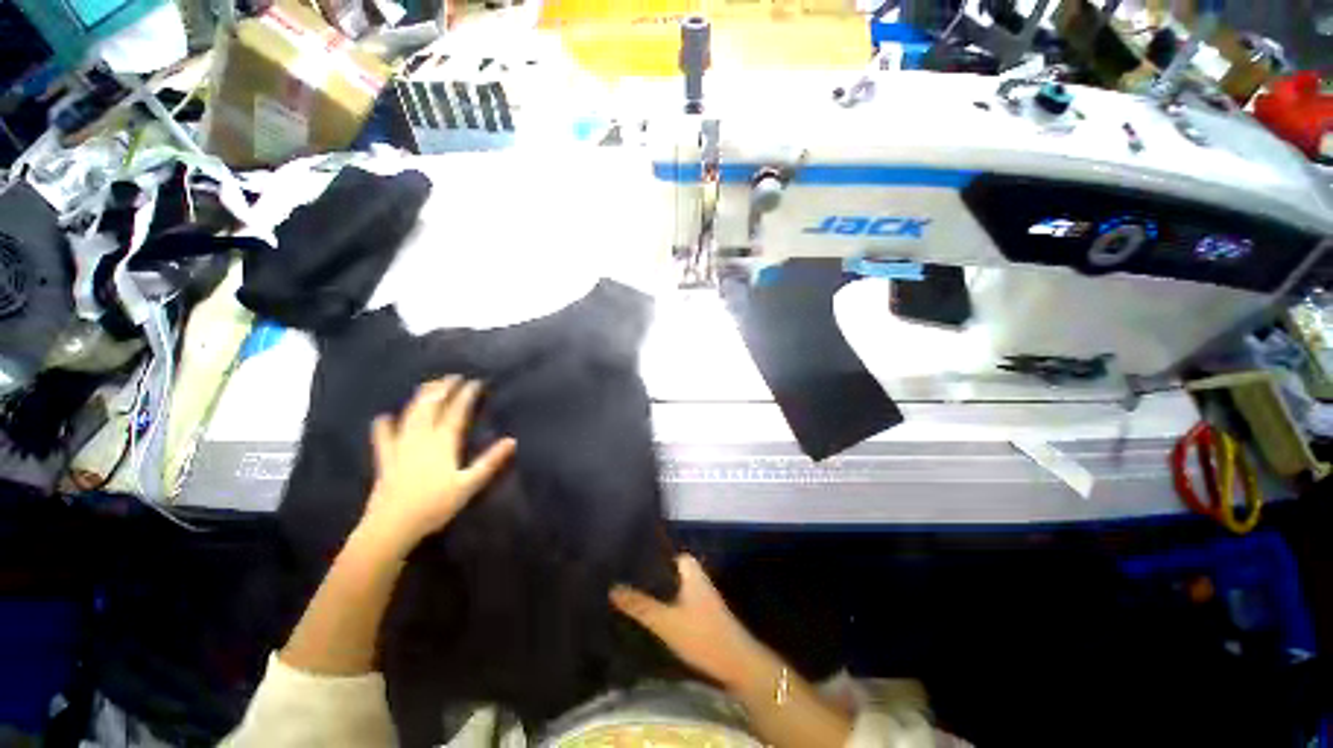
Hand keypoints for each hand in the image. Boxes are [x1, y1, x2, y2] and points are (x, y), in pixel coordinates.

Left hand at [357, 377, 515, 557]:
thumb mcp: (469, 484)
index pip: (457, 412)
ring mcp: (401, 446)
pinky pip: (383, 437)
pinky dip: (384, 425)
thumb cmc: (435, 505)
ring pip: (410, 415)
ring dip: (420, 398)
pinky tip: (383, 417)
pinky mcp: (385, 459)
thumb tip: (511, 441)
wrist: (392, 526)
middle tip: (452, 377)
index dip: (466, 395)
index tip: (475, 381)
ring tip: (428, 386)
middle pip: (432, 406)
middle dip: (442, 389)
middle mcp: (421, 437)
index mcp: (443, 442)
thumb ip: (490, 461)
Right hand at [611, 554, 767, 688]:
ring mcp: (702, 597)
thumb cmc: (702, 635)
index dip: (652, 554)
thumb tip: (612, 588)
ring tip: (634, 593)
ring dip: (659, 590)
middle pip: (671, 570)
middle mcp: (698, 579)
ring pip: (675, 587)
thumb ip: (639, 605)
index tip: (631, 557)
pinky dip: (667, 604)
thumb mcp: (665, 621)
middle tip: (627, 578)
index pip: (670, 553)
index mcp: (691, 571)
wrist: (737, 665)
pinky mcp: (704, 615)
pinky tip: (653, 614)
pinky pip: (681, 601)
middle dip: (652, 574)